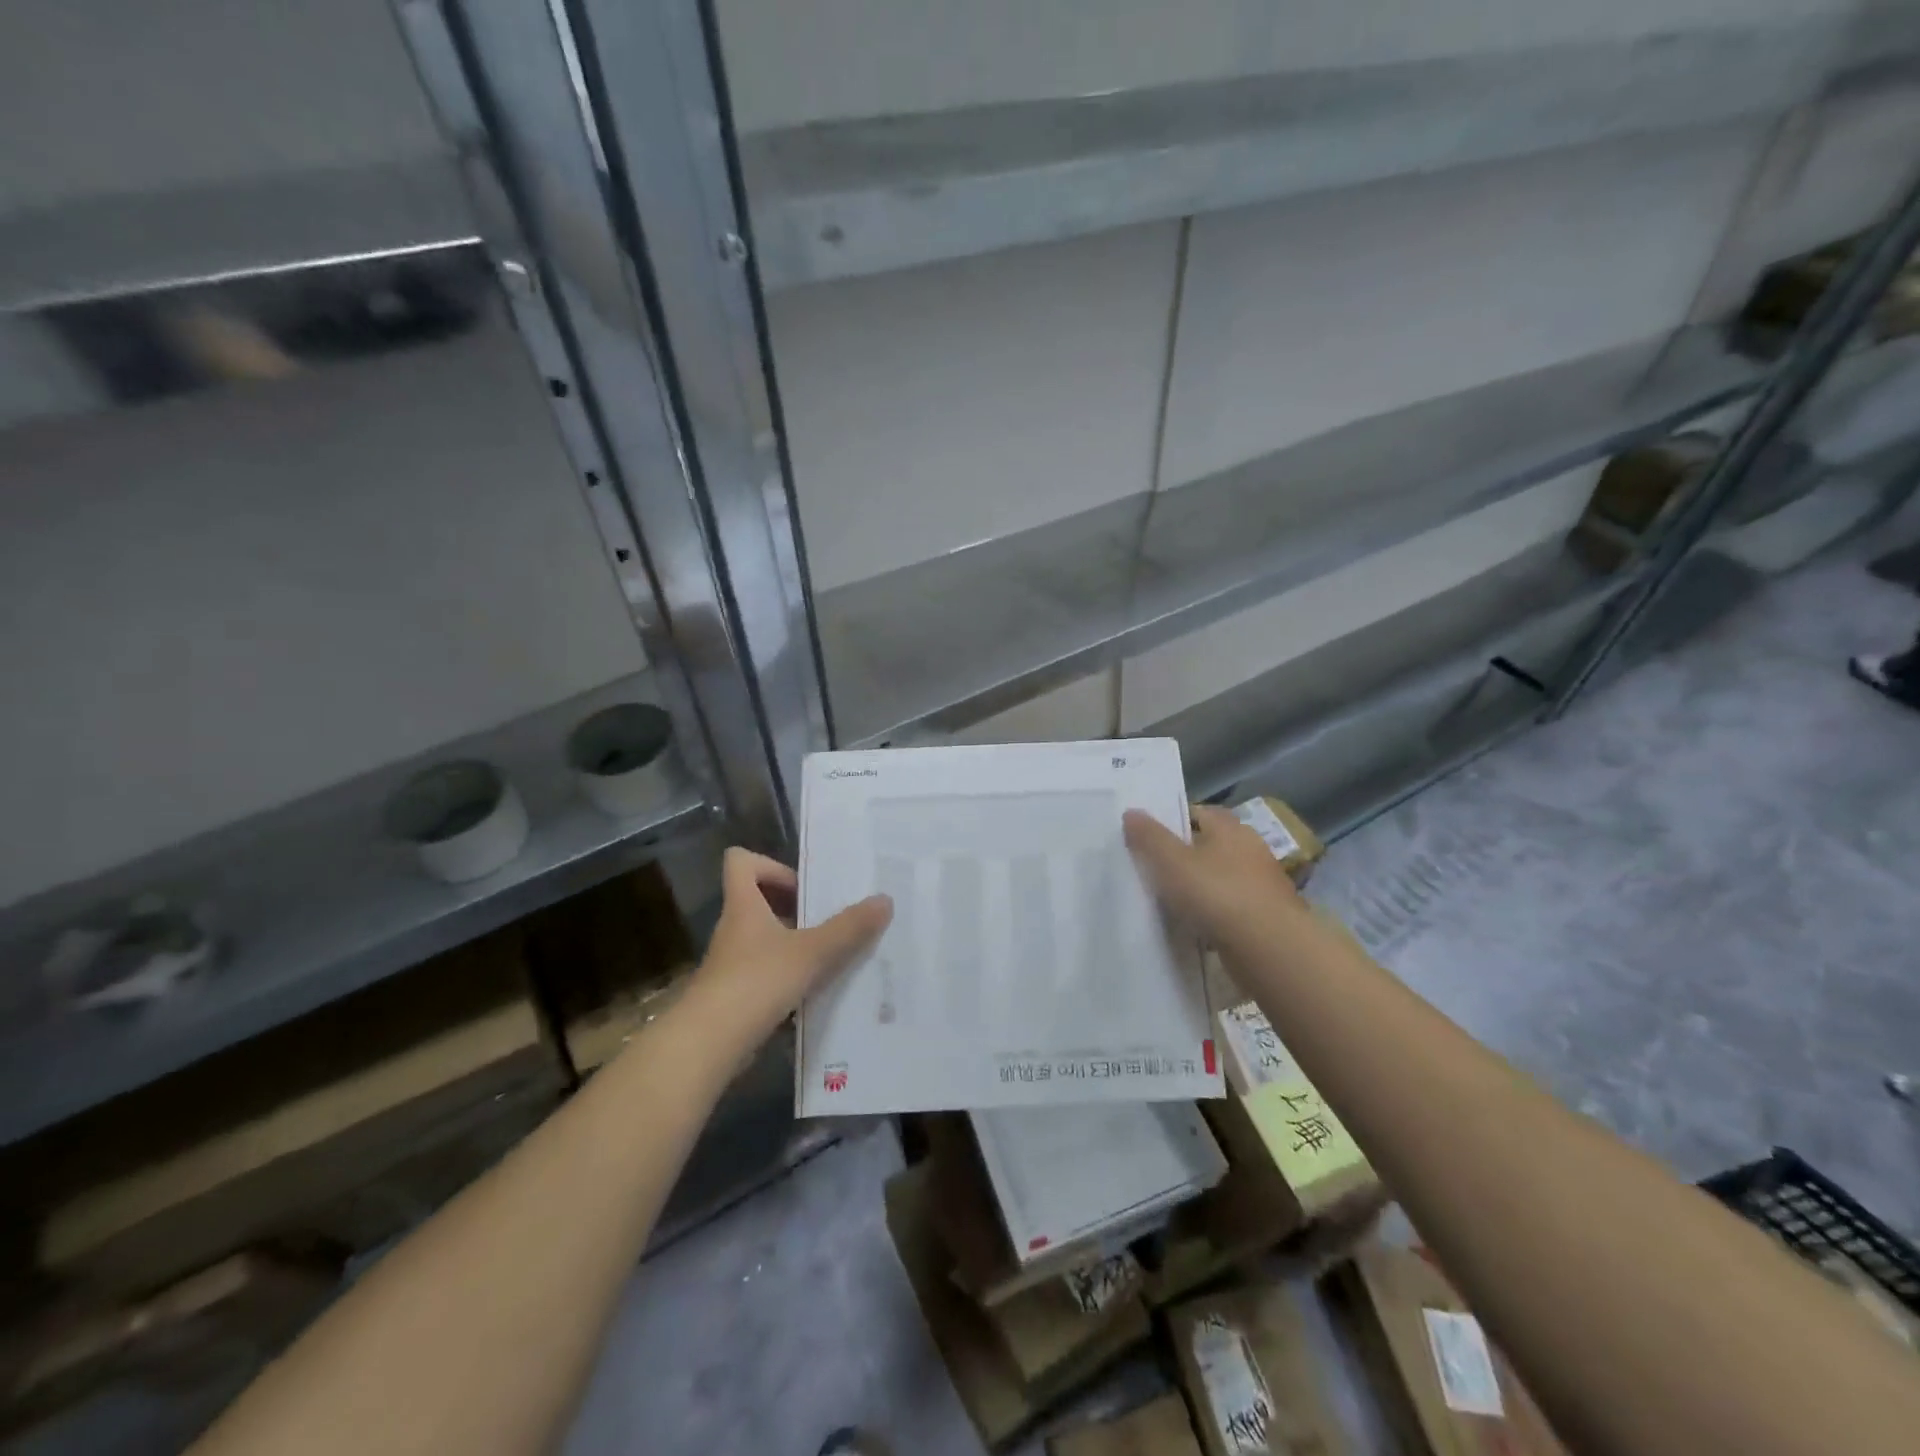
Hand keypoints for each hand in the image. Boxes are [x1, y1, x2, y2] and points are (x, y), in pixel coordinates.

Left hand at [681, 848, 891, 1055]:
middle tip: (828, 921)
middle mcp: (734, 929)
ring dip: (795, 945)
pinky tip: (815, 994)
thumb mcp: (812, 952)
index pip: (740, 862)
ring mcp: (731, 964)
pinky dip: (788, 978)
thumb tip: (885, 899)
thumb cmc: (757, 982)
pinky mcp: (734, 996)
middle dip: (795, 908)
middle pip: (758, 901)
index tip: (802, 887)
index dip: (770, 865)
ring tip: (831, 958)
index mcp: (744, 906)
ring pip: (764, 940)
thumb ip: (849, 928)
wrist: (708, 1045)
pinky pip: (765, 974)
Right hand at [1123, 804, 1301, 942]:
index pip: (1196, 812)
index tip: (1145, 836)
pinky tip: (1190, 926)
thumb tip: (1131, 811)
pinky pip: (1227, 908)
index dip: (1170, 821)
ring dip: (1196, 887)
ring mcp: (1260, 884)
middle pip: (1207, 846)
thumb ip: (1149, 837)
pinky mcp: (1263, 916)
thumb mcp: (1171, 862)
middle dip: (1181, 855)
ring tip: (1164, 899)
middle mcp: (1249, 850)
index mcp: (1230, 828)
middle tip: (1149, 868)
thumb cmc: (1217, 894)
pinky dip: (1209, 913)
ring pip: (1217, 878)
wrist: (1270, 950)